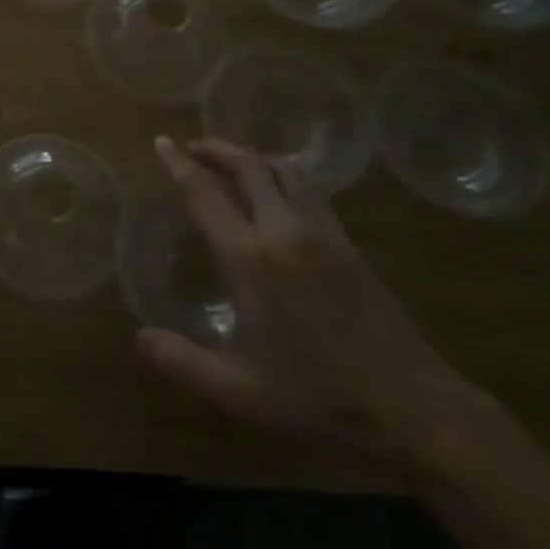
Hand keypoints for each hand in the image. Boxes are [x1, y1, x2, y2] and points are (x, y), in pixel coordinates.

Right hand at [139, 137, 486, 479]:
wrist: (410, 406)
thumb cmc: (317, 397)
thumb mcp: (238, 390)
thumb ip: (181, 362)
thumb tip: (139, 337)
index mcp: (249, 257)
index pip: (204, 193)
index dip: (179, 164)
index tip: (162, 141)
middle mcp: (283, 230)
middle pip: (247, 166)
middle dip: (216, 149)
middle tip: (193, 148)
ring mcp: (321, 232)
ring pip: (284, 171)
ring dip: (253, 158)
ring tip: (234, 163)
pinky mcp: (348, 244)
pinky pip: (311, 190)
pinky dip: (285, 175)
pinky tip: (281, 193)